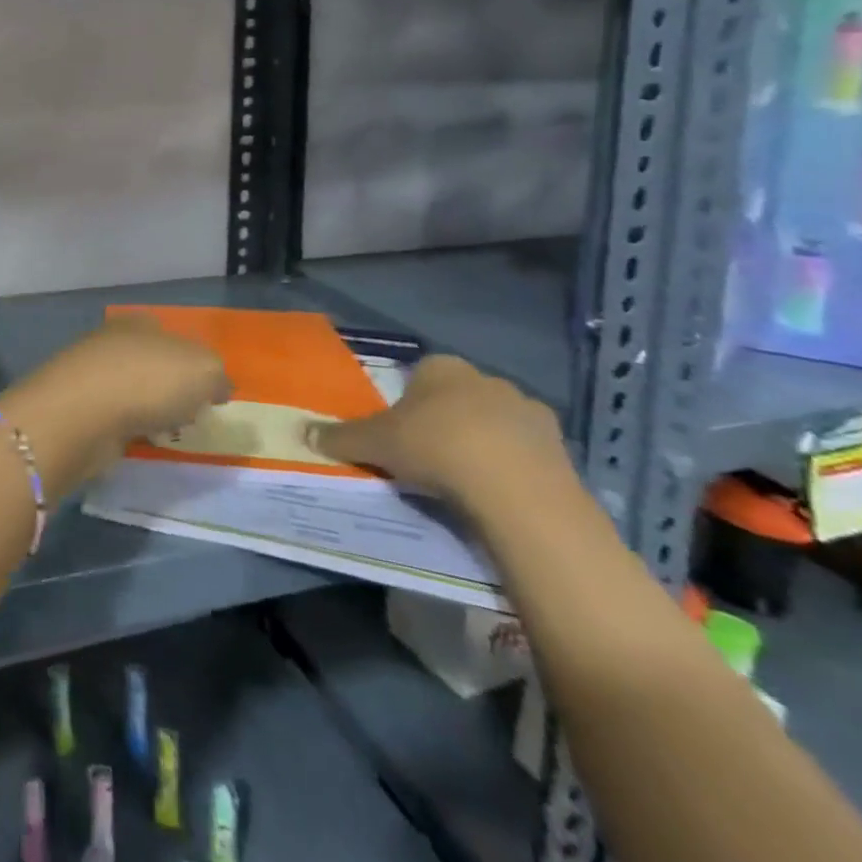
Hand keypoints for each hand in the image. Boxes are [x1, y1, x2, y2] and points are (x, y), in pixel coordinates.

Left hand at [2, 317, 228, 481]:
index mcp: (142, 323)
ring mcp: (91, 372)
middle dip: (170, 387)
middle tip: (189, 415)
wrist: (83, 414)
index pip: (174, 338)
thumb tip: (216, 388)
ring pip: (131, 389)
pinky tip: (137, 440)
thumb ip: (217, 377)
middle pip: (151, 363)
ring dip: (147, 408)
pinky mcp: (77, 405)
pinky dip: (126, 426)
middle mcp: (114, 340)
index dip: (194, 364)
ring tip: (166, 432)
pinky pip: (114, 414)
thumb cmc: (149, 381)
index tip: (208, 394)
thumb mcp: (204, 371)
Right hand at [307, 354, 570, 510]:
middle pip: (459, 396)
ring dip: (484, 442)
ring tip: (466, 481)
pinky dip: (513, 467)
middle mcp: (486, 378)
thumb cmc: (435, 447)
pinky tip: (498, 494)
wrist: (514, 488)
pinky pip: (526, 453)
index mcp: (441, 367)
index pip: (421, 374)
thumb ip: (340, 436)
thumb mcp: (374, 443)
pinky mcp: (560, 446)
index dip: (409, 402)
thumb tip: (302, 432)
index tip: (402, 431)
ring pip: (496, 423)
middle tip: (430, 456)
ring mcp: (527, 410)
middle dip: (447, 420)